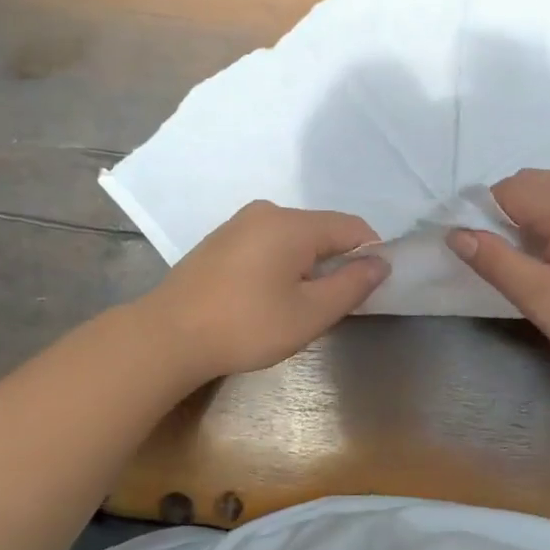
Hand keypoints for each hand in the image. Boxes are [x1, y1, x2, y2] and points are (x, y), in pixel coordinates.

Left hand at [139, 201, 387, 381]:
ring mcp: (239, 223)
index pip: (352, 227)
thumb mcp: (309, 314)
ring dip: (308, 265)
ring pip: (294, 237)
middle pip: (322, 230)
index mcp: (292, 224)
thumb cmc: (245, 327)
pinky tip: (266, 297)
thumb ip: (351, 285)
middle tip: (331, 305)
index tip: (369, 290)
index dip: (370, 255)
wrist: (167, 336)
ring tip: (296, 305)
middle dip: (336, 262)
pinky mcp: (221, 240)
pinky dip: (281, 264)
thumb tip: (381, 262)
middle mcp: (267, 212)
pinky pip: (268, 243)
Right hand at [447, 169, 549, 384]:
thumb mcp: (541, 298)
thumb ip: (495, 261)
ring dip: (530, 216)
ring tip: (533, 263)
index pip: (507, 190)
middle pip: (529, 183)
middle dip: (505, 213)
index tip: (482, 255)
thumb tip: (456, 233)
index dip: (483, 217)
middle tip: (506, 260)